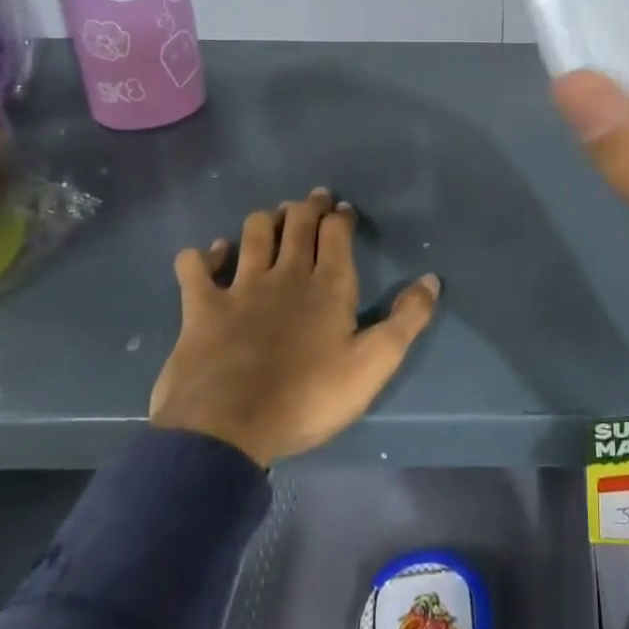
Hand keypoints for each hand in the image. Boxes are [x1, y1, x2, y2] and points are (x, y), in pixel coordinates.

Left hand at [150, 188, 439, 466]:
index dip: (340, 216)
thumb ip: (406, 320)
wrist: (228, 429)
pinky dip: (203, 256)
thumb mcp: (373, 364)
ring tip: (272, 217)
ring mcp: (240, 287)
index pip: (336, 233)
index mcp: (328, 284)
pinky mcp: (202, 307)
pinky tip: (209, 254)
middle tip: (313, 199)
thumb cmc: (308, 397)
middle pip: (297, 223)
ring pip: (254, 233)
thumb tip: (432, 279)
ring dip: (265, 220)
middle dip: (307, 206)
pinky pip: (196, 268)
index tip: (343, 208)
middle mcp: (286, 274)